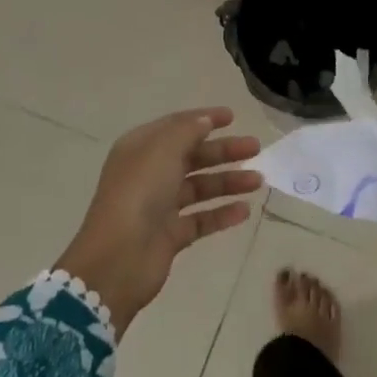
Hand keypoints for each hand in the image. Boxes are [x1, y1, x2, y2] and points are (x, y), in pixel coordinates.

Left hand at [55, 108, 262, 336]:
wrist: (118, 259)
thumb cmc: (139, 193)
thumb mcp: (162, 150)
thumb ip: (187, 131)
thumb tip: (205, 121)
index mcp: (141, 148)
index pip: (176, 126)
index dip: (204, 119)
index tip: (232, 117)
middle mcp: (150, 174)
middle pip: (192, 156)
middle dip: (224, 151)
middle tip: (256, 148)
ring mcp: (159, 206)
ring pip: (200, 188)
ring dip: (228, 182)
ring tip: (258, 181)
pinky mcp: (170, 235)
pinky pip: (201, 219)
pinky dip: (222, 214)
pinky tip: (244, 211)